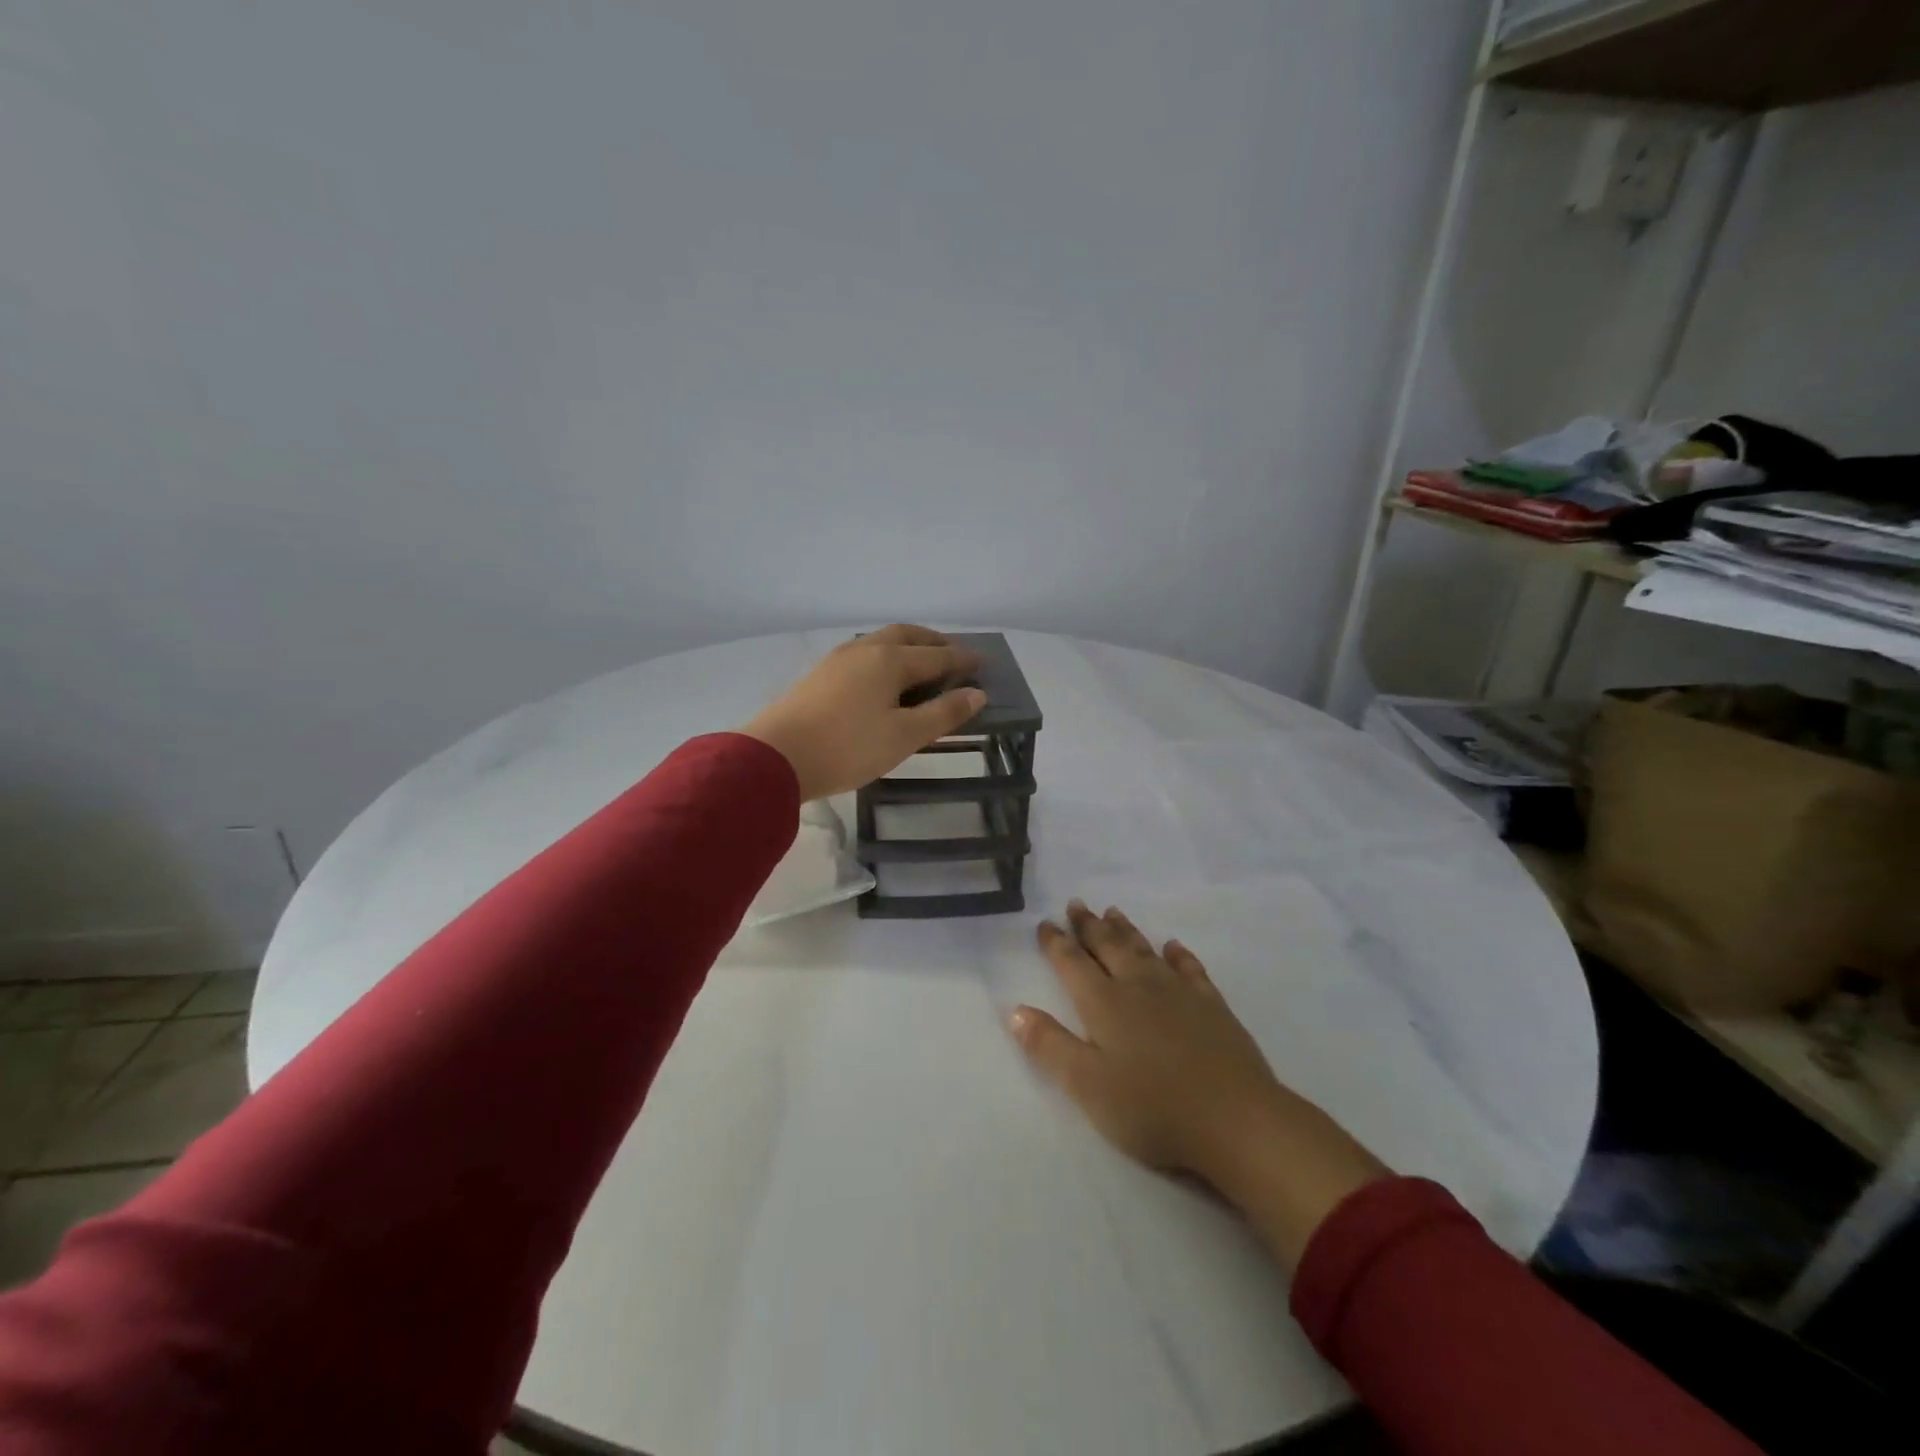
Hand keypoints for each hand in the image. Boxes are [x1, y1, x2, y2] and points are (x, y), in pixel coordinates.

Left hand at [740, 625, 986, 800]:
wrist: (775, 757)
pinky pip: (863, 655)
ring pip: (880, 642)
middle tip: (952, 654)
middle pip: (906, 635)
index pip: (936, 656)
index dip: (961, 660)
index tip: (981, 663)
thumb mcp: (904, 736)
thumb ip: (943, 713)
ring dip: (906, 646)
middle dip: (933, 642)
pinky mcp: (819, 675)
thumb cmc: (849, 747)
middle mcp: (865, 650)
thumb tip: (977, 693)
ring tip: (920, 664)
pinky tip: (881, 678)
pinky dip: (884, 658)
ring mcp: (837, 660)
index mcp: (890, 660)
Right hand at [1008, 900, 1388, 1267]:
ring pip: (1145, 950)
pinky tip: (1173, 947)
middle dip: (1089, 926)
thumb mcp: (1087, 1085)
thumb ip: (1050, 1046)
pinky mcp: (1212, 1006)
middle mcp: (1138, 987)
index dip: (1056, 943)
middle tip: (1076, 904)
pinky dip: (1178, 955)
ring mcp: (1179, 993)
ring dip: (1126, 930)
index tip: (1045, 923)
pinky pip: (1190, 968)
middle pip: (1108, 946)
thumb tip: (1015, 1010)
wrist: (1235, 1120)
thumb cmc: (1152, 1108)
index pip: (1073, 964)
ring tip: (1113, 911)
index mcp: (1104, 1004)